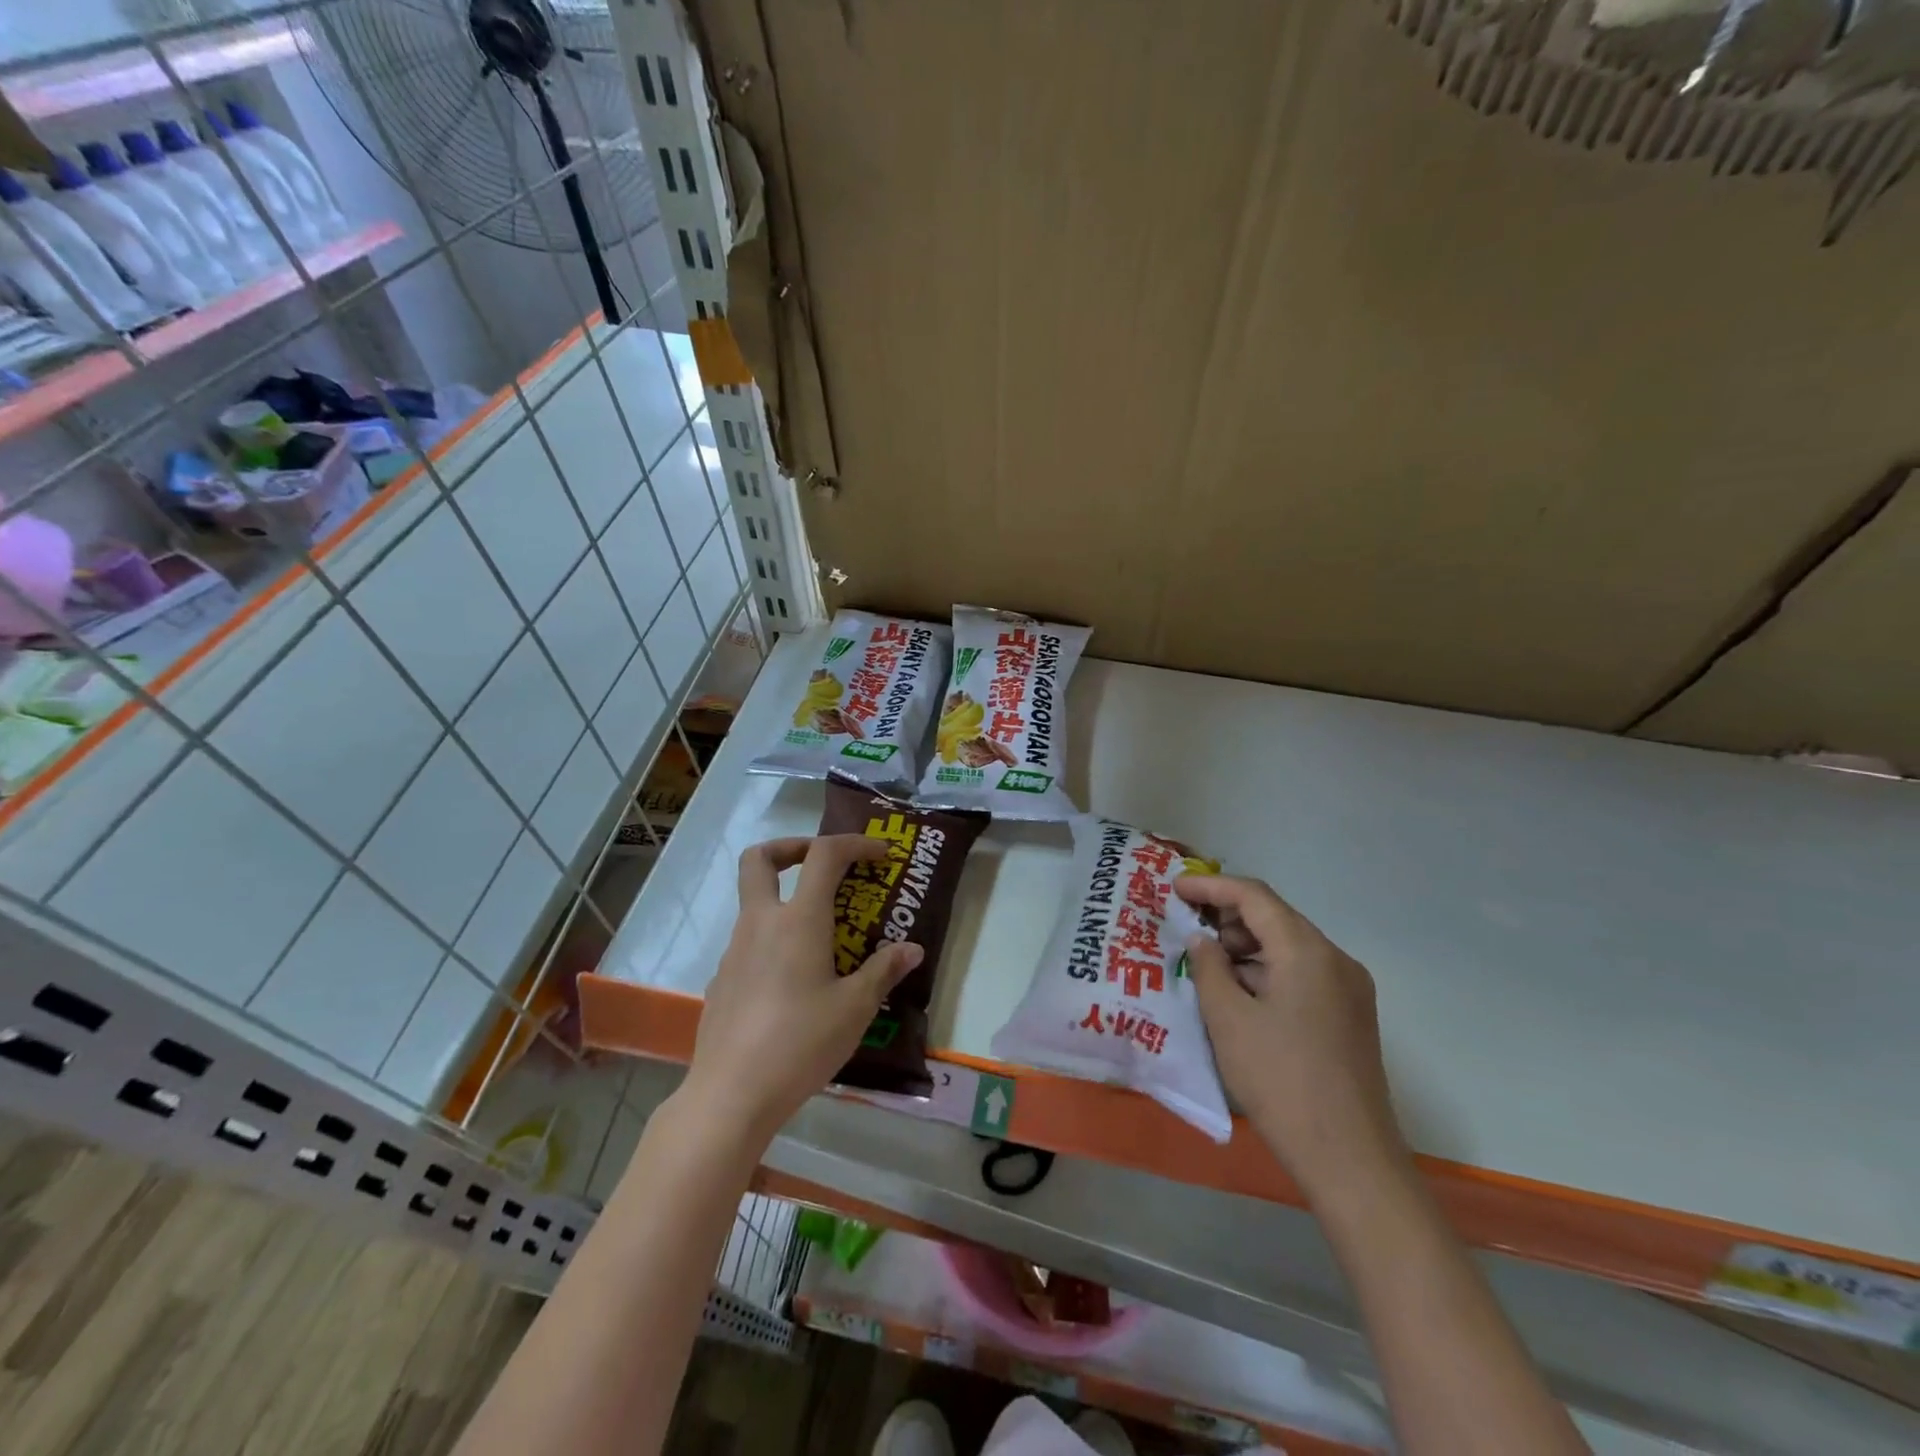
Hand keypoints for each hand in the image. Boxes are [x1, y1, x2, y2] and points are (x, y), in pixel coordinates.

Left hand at [682, 835, 921, 1144]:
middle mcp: (761, 923)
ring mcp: (735, 951)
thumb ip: (883, 971)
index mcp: (798, 920)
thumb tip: (911, 949)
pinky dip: (773, 939)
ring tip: (822, 934)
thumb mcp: (855, 1008)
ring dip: (785, 898)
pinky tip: (794, 980)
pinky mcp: (722, 979)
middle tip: (823, 865)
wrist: (731, 1094)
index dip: (855, 844)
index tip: (880, 855)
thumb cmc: (801, 1042)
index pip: (824, 855)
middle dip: (791, 847)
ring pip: (754, 901)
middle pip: (760, 859)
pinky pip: (749, 941)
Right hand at [1177, 875, 1406, 1198]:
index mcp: (1307, 951)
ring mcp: (1349, 988)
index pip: (1254, 896)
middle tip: (1186, 928)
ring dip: (1246, 946)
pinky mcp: (1350, 1016)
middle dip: (1227, 916)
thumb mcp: (1228, 1019)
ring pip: (1289, 947)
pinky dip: (1267, 971)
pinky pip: (1302, 973)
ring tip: (1207, 964)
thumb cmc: (1281, 1080)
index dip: (1210, 886)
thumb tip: (1201, 941)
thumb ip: (1209, 968)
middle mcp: (1335, 959)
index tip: (1173, 887)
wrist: (1349, 1158)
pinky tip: (1239, 993)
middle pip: (1275, 917)